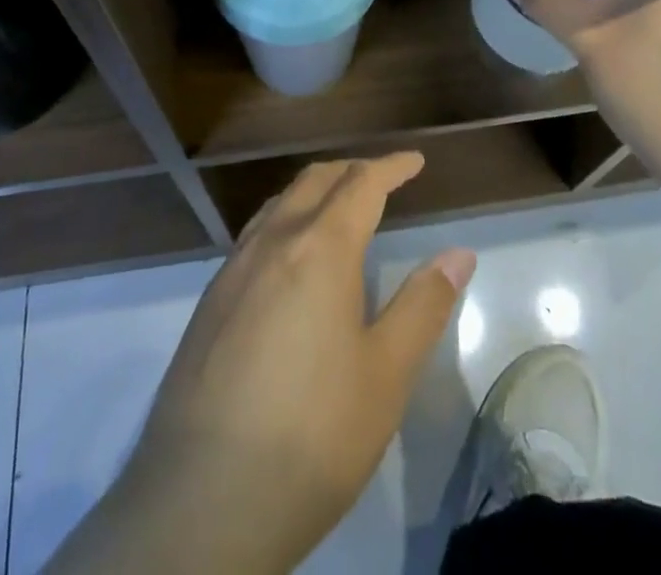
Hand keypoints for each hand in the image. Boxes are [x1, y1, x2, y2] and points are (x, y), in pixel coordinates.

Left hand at [47, 152, 474, 574]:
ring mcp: (233, 269)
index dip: (391, 167)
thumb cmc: (312, 434)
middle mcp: (272, 242)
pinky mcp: (210, 301)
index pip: (361, 184)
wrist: (202, 500)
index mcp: (319, 248)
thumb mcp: (385, 375)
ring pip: (279, 204)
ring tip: (339, 209)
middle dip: (352, 170)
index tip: (415, 161)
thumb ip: (423, 305)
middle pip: (314, 181)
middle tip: (382, 179)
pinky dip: (285, 222)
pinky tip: (291, 261)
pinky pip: (255, 235)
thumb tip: (458, 253)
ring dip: (314, 192)